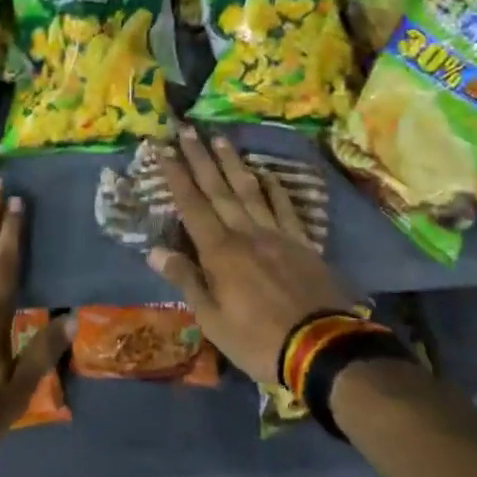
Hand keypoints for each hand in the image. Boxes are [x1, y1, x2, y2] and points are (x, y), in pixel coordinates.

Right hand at [145, 128, 360, 384]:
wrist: (322, 348)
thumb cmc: (257, 340)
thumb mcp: (212, 320)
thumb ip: (186, 280)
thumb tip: (153, 250)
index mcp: (219, 251)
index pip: (191, 204)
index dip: (176, 175)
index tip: (163, 147)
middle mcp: (245, 232)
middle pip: (218, 188)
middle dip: (200, 157)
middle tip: (187, 128)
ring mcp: (276, 234)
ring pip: (250, 189)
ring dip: (233, 162)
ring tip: (220, 137)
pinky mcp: (302, 242)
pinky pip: (285, 207)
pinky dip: (274, 187)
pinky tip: (266, 172)